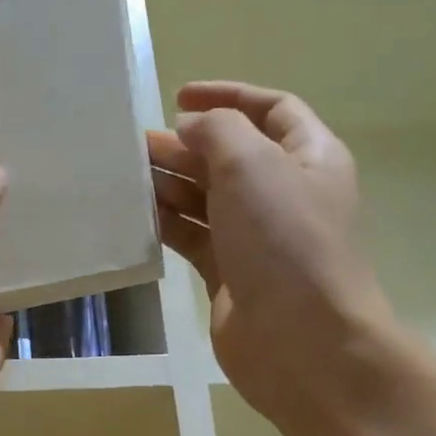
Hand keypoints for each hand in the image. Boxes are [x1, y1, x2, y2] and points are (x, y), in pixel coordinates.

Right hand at [148, 82, 396, 423]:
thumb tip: (191, 130)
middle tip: (136, 145)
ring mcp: (256, 237)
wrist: (300, 339)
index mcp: (309, 157)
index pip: (271, 110)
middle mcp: (285, 194)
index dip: (228, 96)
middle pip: (231, 155)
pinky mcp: (230, 274)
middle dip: (186, 145)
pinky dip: (166, 224)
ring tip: (126, 178)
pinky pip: (193, 237)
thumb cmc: (284, 240)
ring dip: (170, 184)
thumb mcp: (253, 164)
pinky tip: (135, 217)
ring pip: (206, 198)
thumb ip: (217, 130)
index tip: (178, 96)